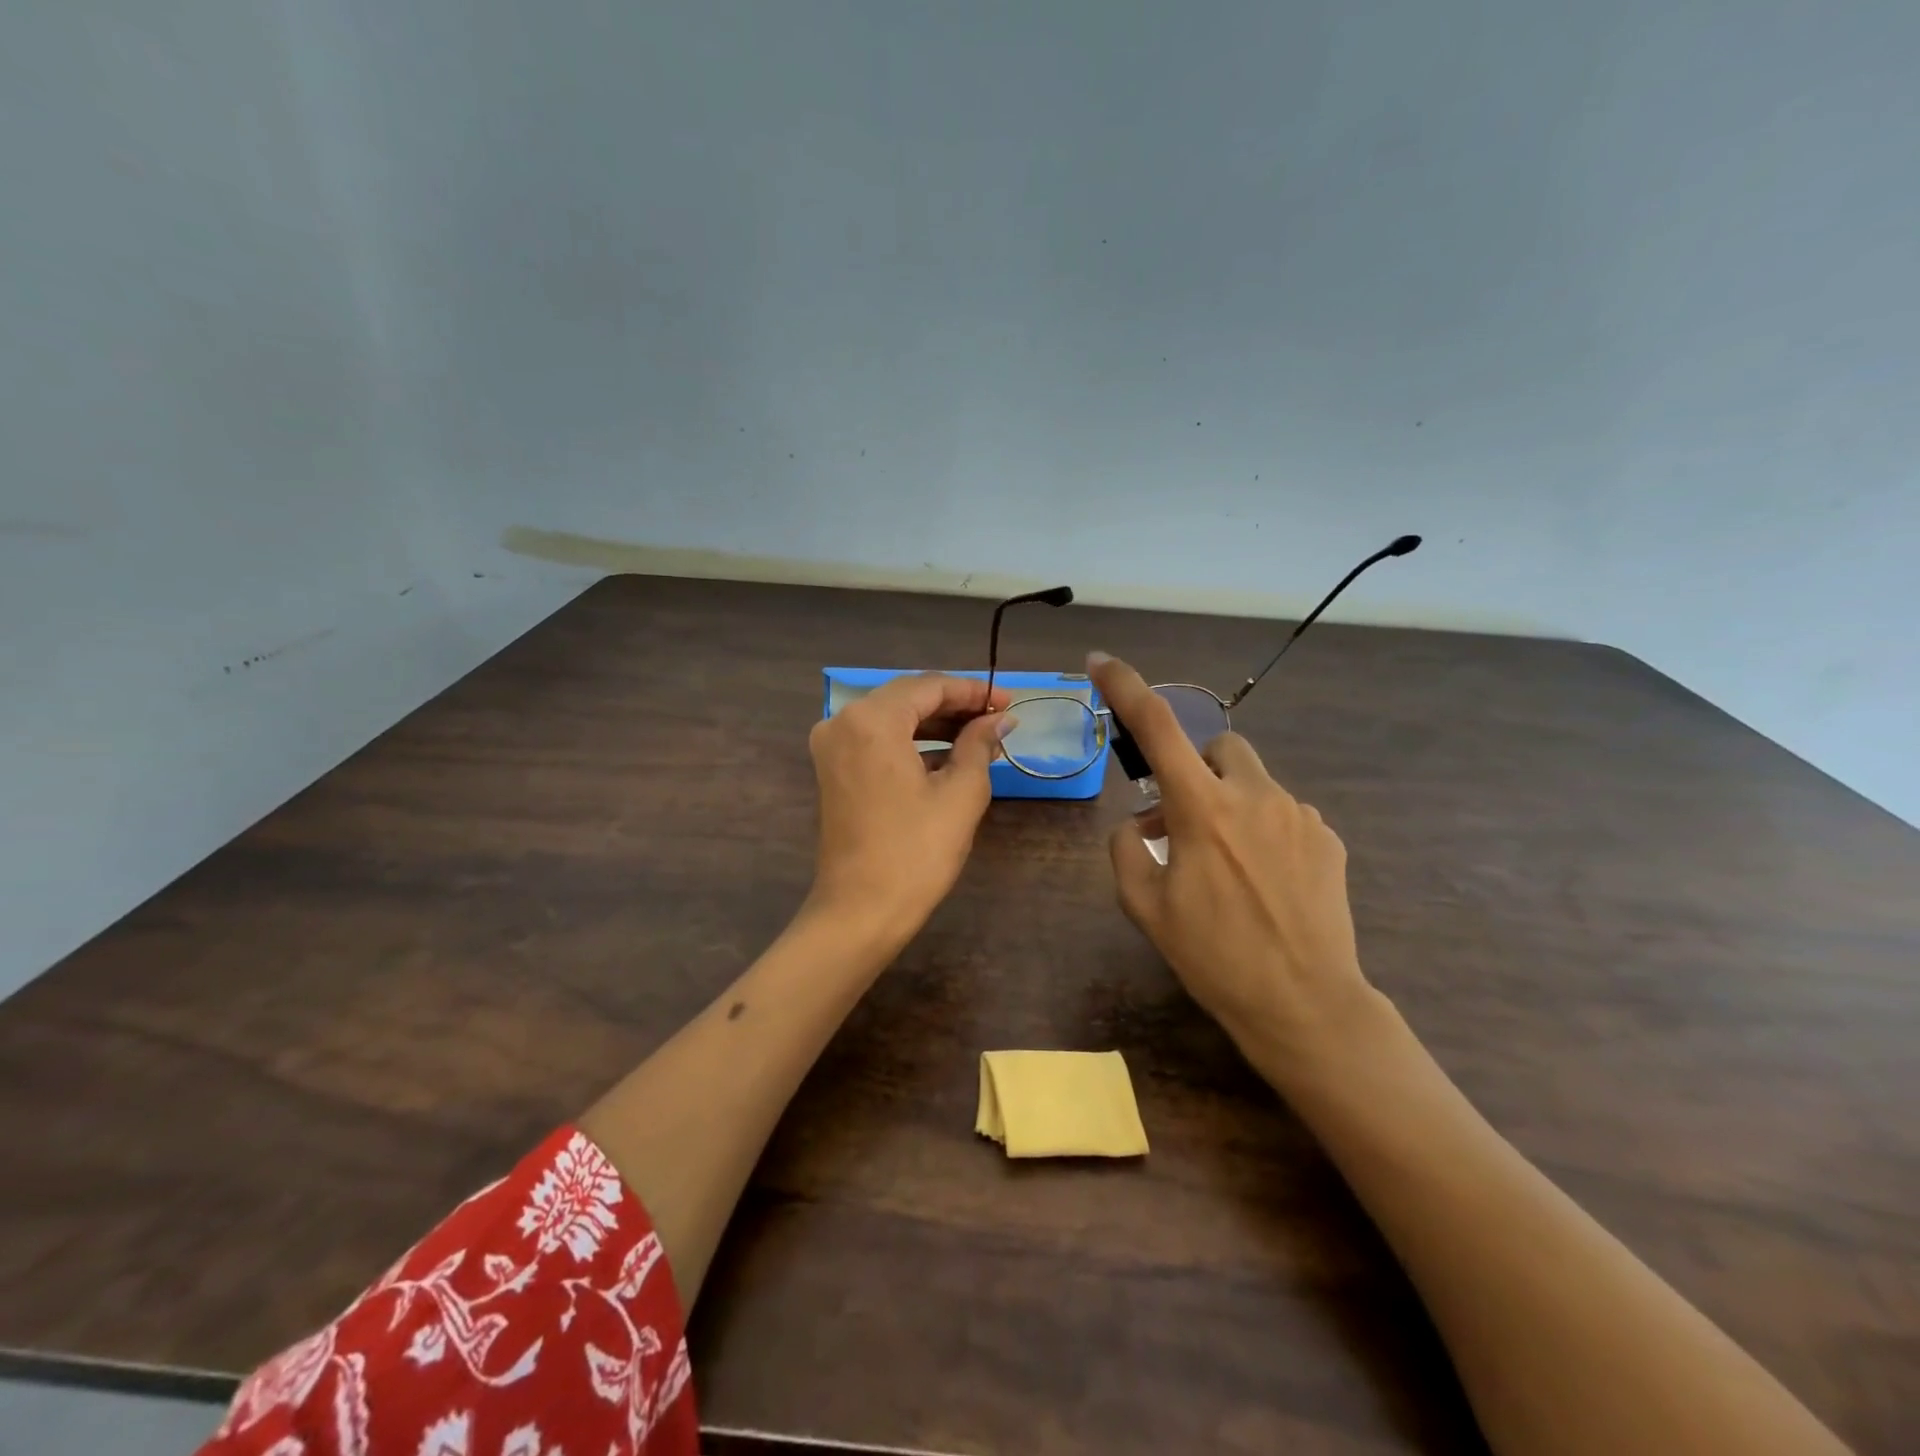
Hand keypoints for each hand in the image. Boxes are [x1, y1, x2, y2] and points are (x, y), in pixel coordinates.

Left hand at [805, 673, 1014, 945]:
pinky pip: (877, 740)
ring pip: (892, 718)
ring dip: (934, 723)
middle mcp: (842, 721)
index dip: (973, 691)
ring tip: (980, 734)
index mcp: (872, 720)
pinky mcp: (833, 769)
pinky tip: (947, 754)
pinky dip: (911, 742)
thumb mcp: (960, 794)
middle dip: (954, 705)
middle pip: (907, 697)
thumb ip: (979, 744)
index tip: (1009, 701)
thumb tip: (999, 719)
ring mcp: (832, 746)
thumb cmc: (916, 852)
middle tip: (998, 716)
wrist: (860, 911)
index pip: (929, 687)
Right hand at [1088, 652, 1382, 1076]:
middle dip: (1196, 768)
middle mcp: (1254, 796)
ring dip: (1229, 804)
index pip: (1156, 727)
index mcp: (1201, 809)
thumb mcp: (1144, 906)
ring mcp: (1299, 815)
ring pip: (1253, 782)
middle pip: (1218, 745)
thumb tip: (1139, 822)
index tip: (1101, 662)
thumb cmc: (1213, 957)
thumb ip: (1126, 849)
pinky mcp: (1329, 838)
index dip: (1124, 687)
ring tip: (1228, 866)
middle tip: (1184, 820)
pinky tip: (1265, 881)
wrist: (1305, 1005)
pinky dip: (1263, 830)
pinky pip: (1284, 813)